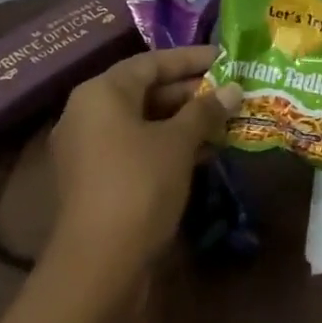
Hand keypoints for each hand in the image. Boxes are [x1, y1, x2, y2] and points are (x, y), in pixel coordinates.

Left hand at [48, 46, 241, 272]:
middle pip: (146, 91)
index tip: (226, 58)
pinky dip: (169, 145)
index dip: (191, 59)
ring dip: (185, 121)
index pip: (151, 62)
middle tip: (232, 92)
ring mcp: (90, 149)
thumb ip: (205, 110)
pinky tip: (207, 152)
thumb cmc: (140, 185)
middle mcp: (88, 114)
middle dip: (191, 92)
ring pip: (145, 122)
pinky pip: (138, 147)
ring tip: (228, 120)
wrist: (100, 264)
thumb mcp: (179, 142)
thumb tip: (233, 89)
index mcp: (101, 93)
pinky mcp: (98, 179)